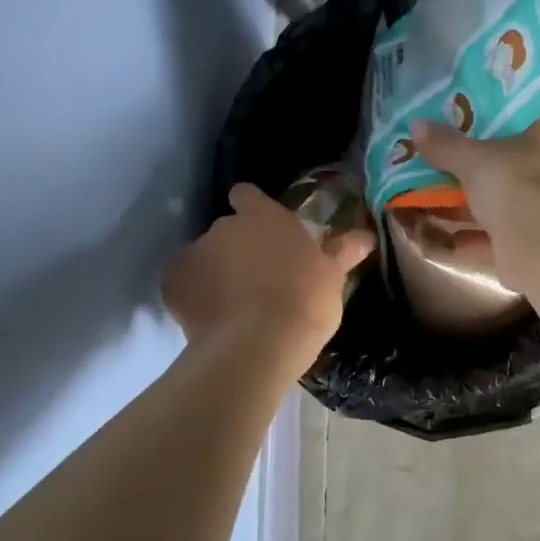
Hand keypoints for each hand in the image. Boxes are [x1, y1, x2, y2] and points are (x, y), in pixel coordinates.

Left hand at [163, 185, 375, 373]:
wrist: (258, 345)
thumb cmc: (304, 301)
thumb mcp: (333, 276)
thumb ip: (343, 250)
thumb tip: (367, 235)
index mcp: (263, 217)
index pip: (248, 195)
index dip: (253, 208)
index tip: (265, 229)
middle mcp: (223, 227)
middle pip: (227, 230)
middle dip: (239, 248)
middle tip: (261, 278)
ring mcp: (193, 255)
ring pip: (204, 258)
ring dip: (216, 272)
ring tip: (237, 305)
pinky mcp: (172, 287)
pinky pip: (184, 286)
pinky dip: (195, 298)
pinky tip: (214, 320)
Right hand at [411, 119, 539, 282]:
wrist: (539, 244)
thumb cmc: (512, 181)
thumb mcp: (472, 157)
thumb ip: (445, 144)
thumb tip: (417, 126)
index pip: (518, 124)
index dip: (486, 125)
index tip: (455, 127)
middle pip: (500, 169)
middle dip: (463, 173)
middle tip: (427, 165)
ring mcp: (537, 213)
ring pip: (490, 207)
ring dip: (455, 208)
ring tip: (417, 201)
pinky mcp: (523, 248)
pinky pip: (484, 240)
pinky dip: (458, 239)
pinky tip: (427, 237)